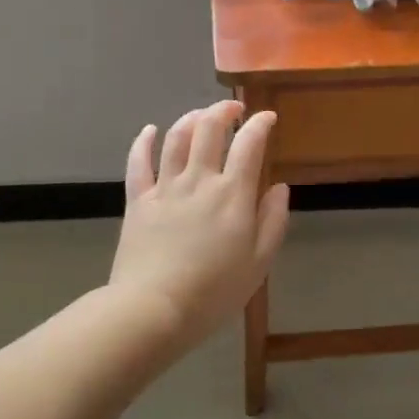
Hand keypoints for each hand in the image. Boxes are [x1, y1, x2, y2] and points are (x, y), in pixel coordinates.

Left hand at [108, 100, 290, 353]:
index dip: (260, 123)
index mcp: (232, 194)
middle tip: (234, 109)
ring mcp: (165, 187)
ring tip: (201, 115)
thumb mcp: (258, 263)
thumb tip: (279, 187)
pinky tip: (150, 130)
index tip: (268, 117)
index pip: (249, 144)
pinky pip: (138, 162)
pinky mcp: (138, 200)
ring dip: (191, 118)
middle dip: (224, 110)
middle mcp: (199, 180)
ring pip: (176, 138)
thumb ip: (273, 221)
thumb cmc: (213, 292)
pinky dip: (143, 141)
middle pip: (209, 129)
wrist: (153, 308)